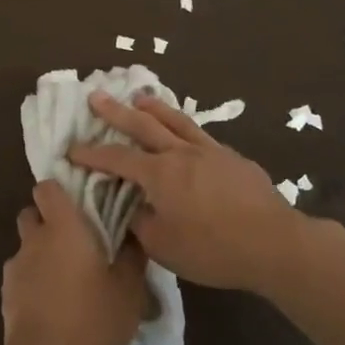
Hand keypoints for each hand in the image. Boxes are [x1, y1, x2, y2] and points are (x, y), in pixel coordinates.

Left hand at [0, 180, 148, 344]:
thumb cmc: (93, 317)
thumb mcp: (129, 288)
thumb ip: (133, 254)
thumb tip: (134, 232)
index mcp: (63, 226)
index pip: (47, 187)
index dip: (59, 189)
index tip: (79, 200)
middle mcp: (34, 238)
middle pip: (32, 213)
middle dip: (48, 220)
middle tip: (76, 241)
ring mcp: (16, 266)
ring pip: (26, 246)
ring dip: (41, 253)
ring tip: (66, 278)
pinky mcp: (6, 294)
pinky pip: (21, 275)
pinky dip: (33, 281)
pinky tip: (52, 304)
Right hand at [70, 93, 311, 294]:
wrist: (273, 242)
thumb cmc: (213, 249)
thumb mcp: (165, 246)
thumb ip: (142, 224)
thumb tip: (134, 208)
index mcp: (159, 175)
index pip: (117, 159)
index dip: (92, 154)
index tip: (72, 148)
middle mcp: (180, 153)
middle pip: (143, 125)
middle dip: (116, 112)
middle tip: (96, 96)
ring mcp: (209, 151)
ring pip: (175, 121)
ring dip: (154, 107)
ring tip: (140, 96)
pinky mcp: (232, 158)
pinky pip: (200, 134)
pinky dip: (184, 126)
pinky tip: (185, 132)